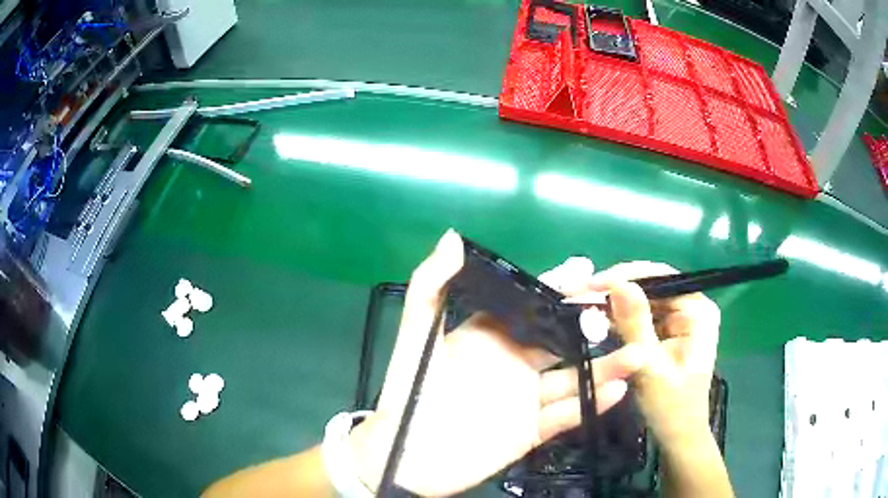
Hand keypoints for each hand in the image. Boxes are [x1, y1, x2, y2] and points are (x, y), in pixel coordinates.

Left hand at [348, 231, 646, 496]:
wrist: (404, 460)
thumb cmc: (408, 397)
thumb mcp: (416, 339)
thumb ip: (431, 289)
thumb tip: (452, 237)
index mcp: (488, 338)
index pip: (530, 306)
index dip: (556, 287)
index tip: (585, 269)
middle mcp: (512, 364)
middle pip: (561, 339)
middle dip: (591, 324)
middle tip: (624, 310)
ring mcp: (524, 400)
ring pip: (572, 379)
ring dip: (605, 367)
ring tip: (637, 353)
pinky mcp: (530, 432)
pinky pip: (565, 416)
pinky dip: (590, 405)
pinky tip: (617, 391)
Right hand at [577, 262, 720, 446]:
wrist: (677, 435)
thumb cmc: (670, 406)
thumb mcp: (650, 366)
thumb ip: (636, 324)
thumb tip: (618, 282)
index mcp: (698, 311)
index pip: (661, 278)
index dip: (626, 276)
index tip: (591, 284)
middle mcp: (692, 306)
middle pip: (652, 284)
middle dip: (617, 289)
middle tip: (580, 294)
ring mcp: (680, 318)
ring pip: (644, 298)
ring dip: (615, 302)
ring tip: (583, 304)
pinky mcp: (668, 330)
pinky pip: (642, 314)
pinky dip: (620, 318)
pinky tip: (598, 319)